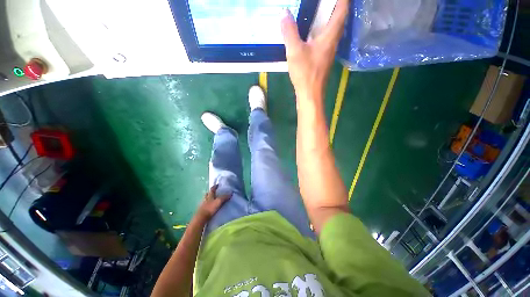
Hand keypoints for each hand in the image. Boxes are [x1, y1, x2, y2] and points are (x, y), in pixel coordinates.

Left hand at [197, 185, 231, 219]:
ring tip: (212, 199)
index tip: (217, 184)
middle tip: (214, 192)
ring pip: (205, 199)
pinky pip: (204, 205)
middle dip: (210, 192)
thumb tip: (231, 192)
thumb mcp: (219, 202)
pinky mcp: (201, 210)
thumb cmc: (210, 208)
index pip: (212, 189)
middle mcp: (205, 199)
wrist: (201, 218)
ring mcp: (202, 204)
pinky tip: (209, 207)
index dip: (215, 186)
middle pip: (207, 194)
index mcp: (209, 196)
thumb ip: (224, 197)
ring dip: (208, 198)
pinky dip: (206, 205)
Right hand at [281, 0, 348, 99]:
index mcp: (330, 36)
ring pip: (332, 30)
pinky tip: (311, 32)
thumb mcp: (295, 51)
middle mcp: (332, 42)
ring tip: (319, 10)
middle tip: (326, 1)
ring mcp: (328, 52)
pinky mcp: (322, 59)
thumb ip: (290, 32)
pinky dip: (320, 31)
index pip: (342, 10)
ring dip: (328, 19)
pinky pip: (324, 40)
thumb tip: (284, 13)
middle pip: (339, 19)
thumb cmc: (305, 73)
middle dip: (336, 6)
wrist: (310, 94)